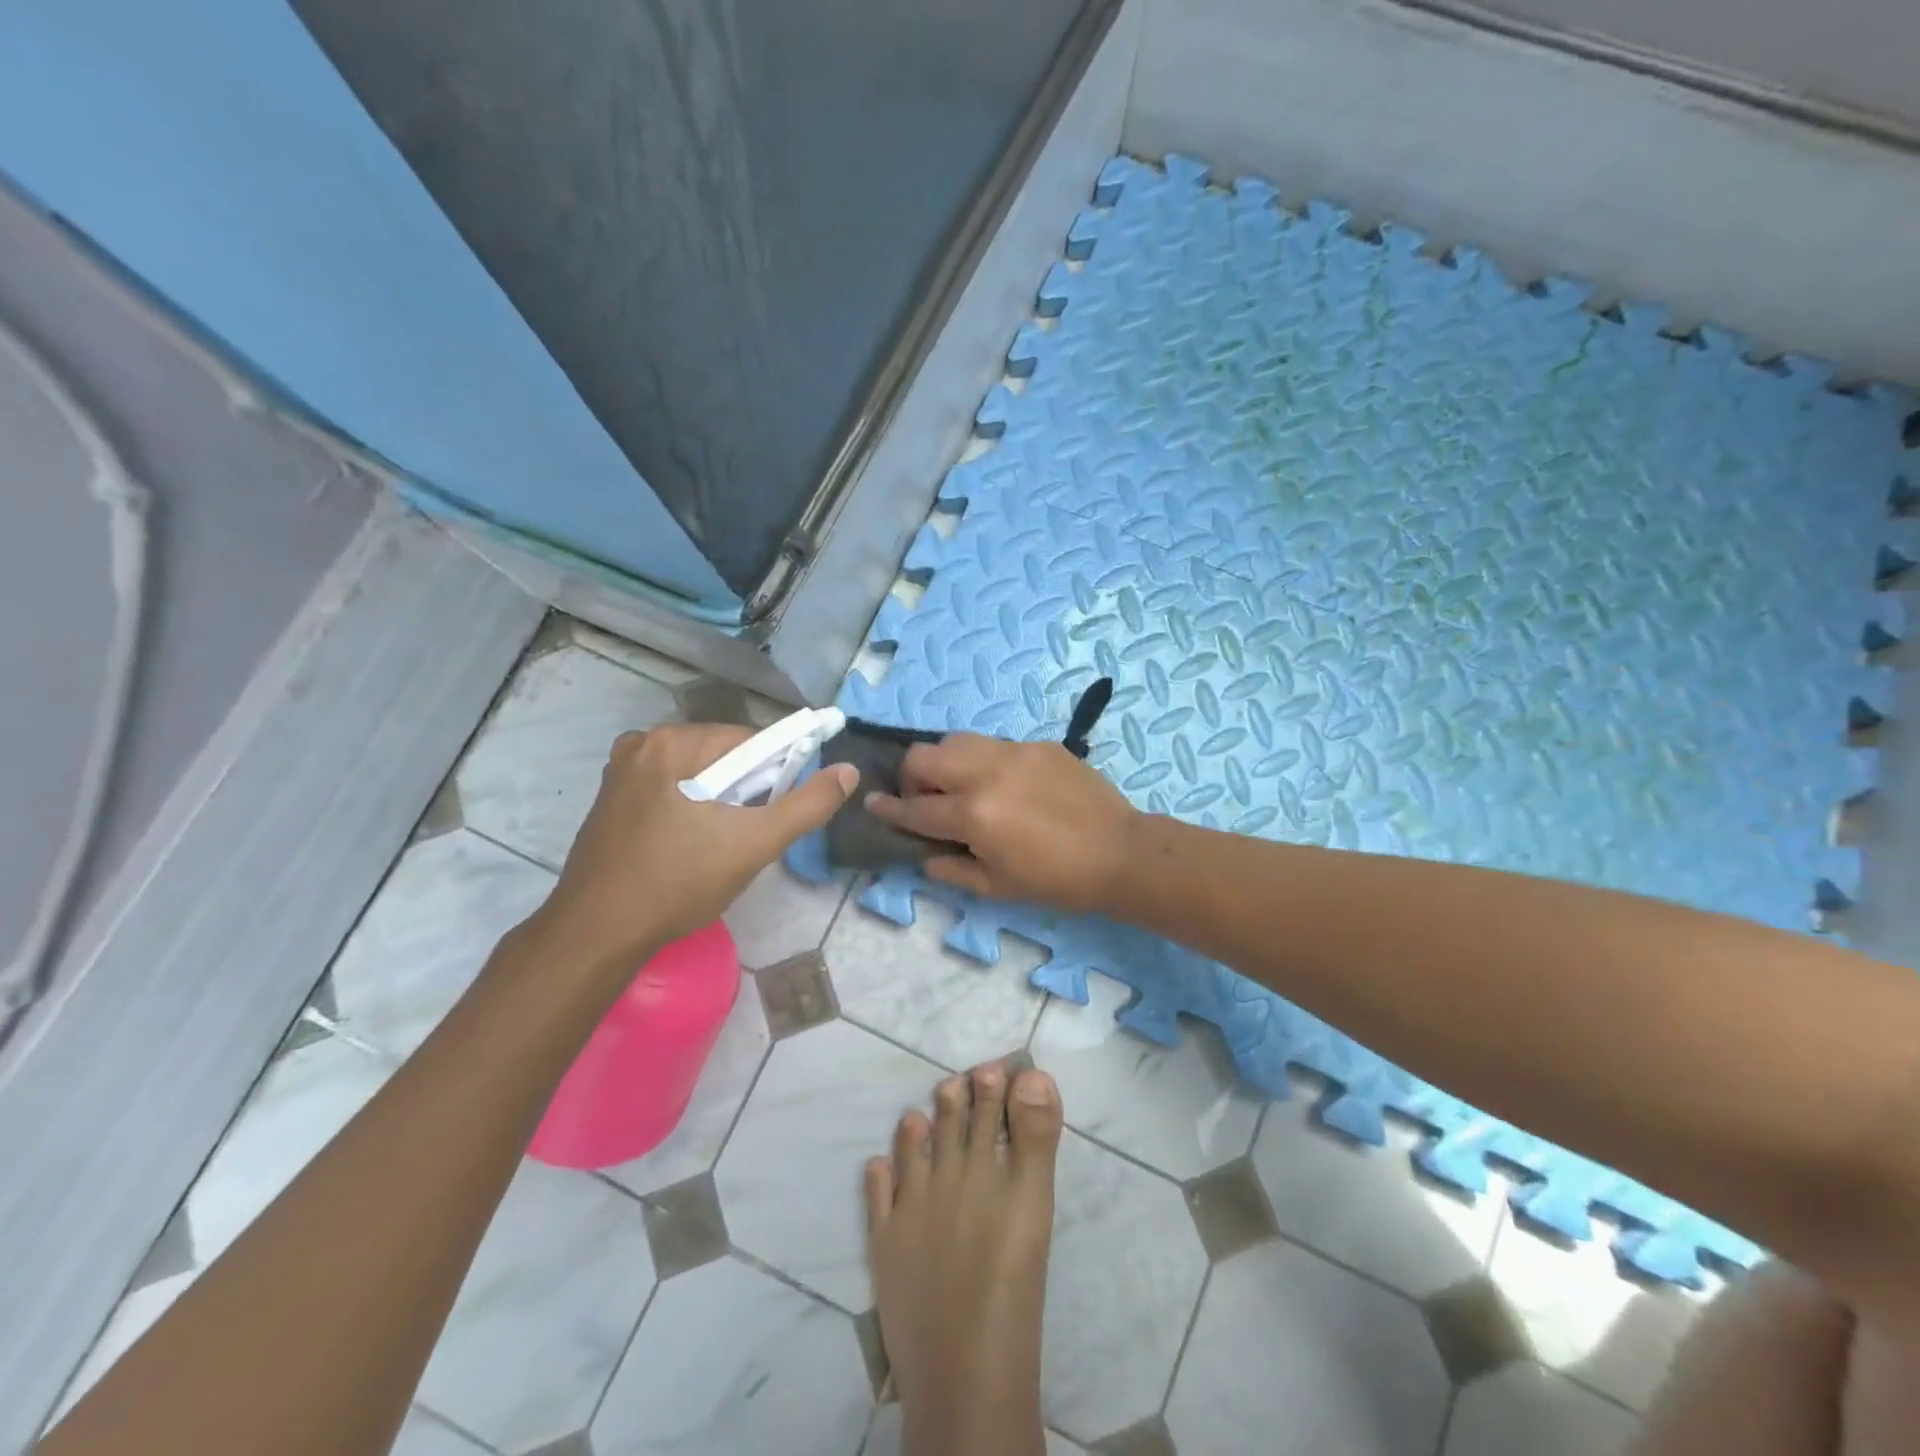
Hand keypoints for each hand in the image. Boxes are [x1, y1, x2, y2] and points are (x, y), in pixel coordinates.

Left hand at [526, 723, 857, 971]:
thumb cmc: (678, 883)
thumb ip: (807, 805)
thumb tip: (848, 771)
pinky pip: (670, 791)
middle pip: (722, 757)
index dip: (775, 776)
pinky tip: (688, 848)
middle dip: (745, 792)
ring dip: (719, 803)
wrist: (596, 934)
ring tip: (719, 848)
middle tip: (747, 838)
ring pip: (697, 776)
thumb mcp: (754, 844)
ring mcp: (620, 772)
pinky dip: (690, 810)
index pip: (750, 742)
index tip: (775, 815)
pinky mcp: (610, 801)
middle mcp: (641, 744)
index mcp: (672, 742)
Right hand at [864, 733, 1137, 913]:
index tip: (871, 804)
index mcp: (973, 814)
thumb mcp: (998, 887)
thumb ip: (952, 869)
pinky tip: (1003, 784)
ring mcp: (1014, 752)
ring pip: (956, 740)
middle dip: (910, 777)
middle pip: (924, 756)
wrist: (1120, 852)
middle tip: (923, 799)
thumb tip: (925, 854)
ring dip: (944, 762)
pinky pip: (995, 744)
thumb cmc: (1057, 880)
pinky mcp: (1038, 744)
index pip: (915, 809)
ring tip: (958, 785)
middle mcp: (985, 773)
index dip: (888, 810)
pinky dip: (983, 762)